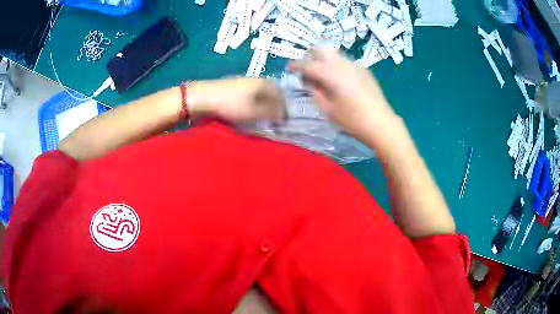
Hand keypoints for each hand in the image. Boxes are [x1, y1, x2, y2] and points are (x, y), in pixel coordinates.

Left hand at [188, 78, 284, 122]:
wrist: (202, 97)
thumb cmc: (230, 104)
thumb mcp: (254, 112)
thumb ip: (271, 113)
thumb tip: (284, 115)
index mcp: (263, 82)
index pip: (281, 94)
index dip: (284, 108)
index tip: (283, 120)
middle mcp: (255, 79)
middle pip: (271, 93)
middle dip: (274, 106)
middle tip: (273, 119)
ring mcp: (243, 81)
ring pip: (259, 93)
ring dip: (263, 105)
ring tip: (261, 117)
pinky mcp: (232, 86)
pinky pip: (249, 94)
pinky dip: (252, 103)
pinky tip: (248, 111)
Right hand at [289, 49, 397, 143]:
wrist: (381, 123)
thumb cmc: (352, 120)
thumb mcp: (327, 109)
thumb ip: (315, 91)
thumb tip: (309, 81)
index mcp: (331, 74)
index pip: (308, 64)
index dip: (296, 66)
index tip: (289, 70)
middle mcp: (342, 64)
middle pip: (321, 49)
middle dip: (311, 57)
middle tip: (308, 71)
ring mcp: (355, 65)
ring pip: (334, 53)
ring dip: (324, 60)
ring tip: (323, 76)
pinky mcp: (363, 69)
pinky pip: (345, 61)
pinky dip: (337, 66)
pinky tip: (340, 81)